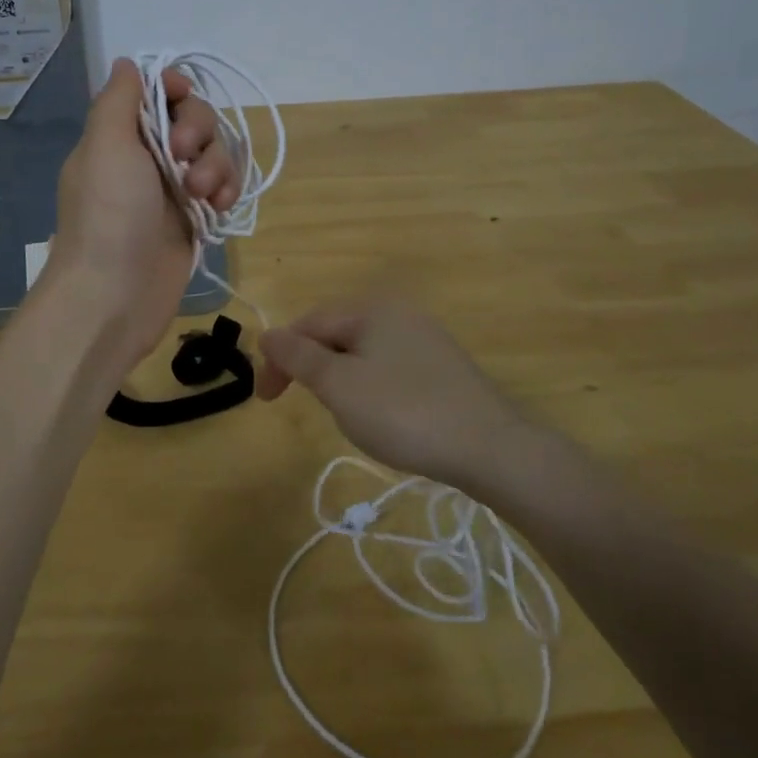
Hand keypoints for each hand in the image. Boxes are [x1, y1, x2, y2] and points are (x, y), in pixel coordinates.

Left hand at [43, 57, 239, 362]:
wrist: (114, 294)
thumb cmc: (108, 214)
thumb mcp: (105, 146)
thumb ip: (118, 100)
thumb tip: (126, 63)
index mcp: (120, 136)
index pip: (156, 94)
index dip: (175, 89)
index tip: (182, 95)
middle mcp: (147, 157)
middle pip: (193, 119)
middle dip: (198, 132)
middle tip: (182, 157)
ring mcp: (173, 190)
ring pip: (214, 154)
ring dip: (216, 166)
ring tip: (203, 196)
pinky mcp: (195, 219)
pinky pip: (223, 187)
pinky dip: (226, 191)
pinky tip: (219, 208)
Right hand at [257, 298, 519, 485]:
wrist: (491, 449)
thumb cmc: (404, 412)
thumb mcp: (339, 385)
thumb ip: (298, 357)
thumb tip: (266, 333)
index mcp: (371, 308)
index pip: (308, 324)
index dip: (281, 359)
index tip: (267, 400)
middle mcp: (399, 312)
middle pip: (335, 334)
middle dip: (313, 369)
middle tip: (307, 407)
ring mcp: (425, 338)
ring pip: (361, 354)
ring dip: (340, 380)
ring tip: (346, 416)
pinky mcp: (442, 367)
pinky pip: (388, 368)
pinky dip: (370, 388)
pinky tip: (382, 416)